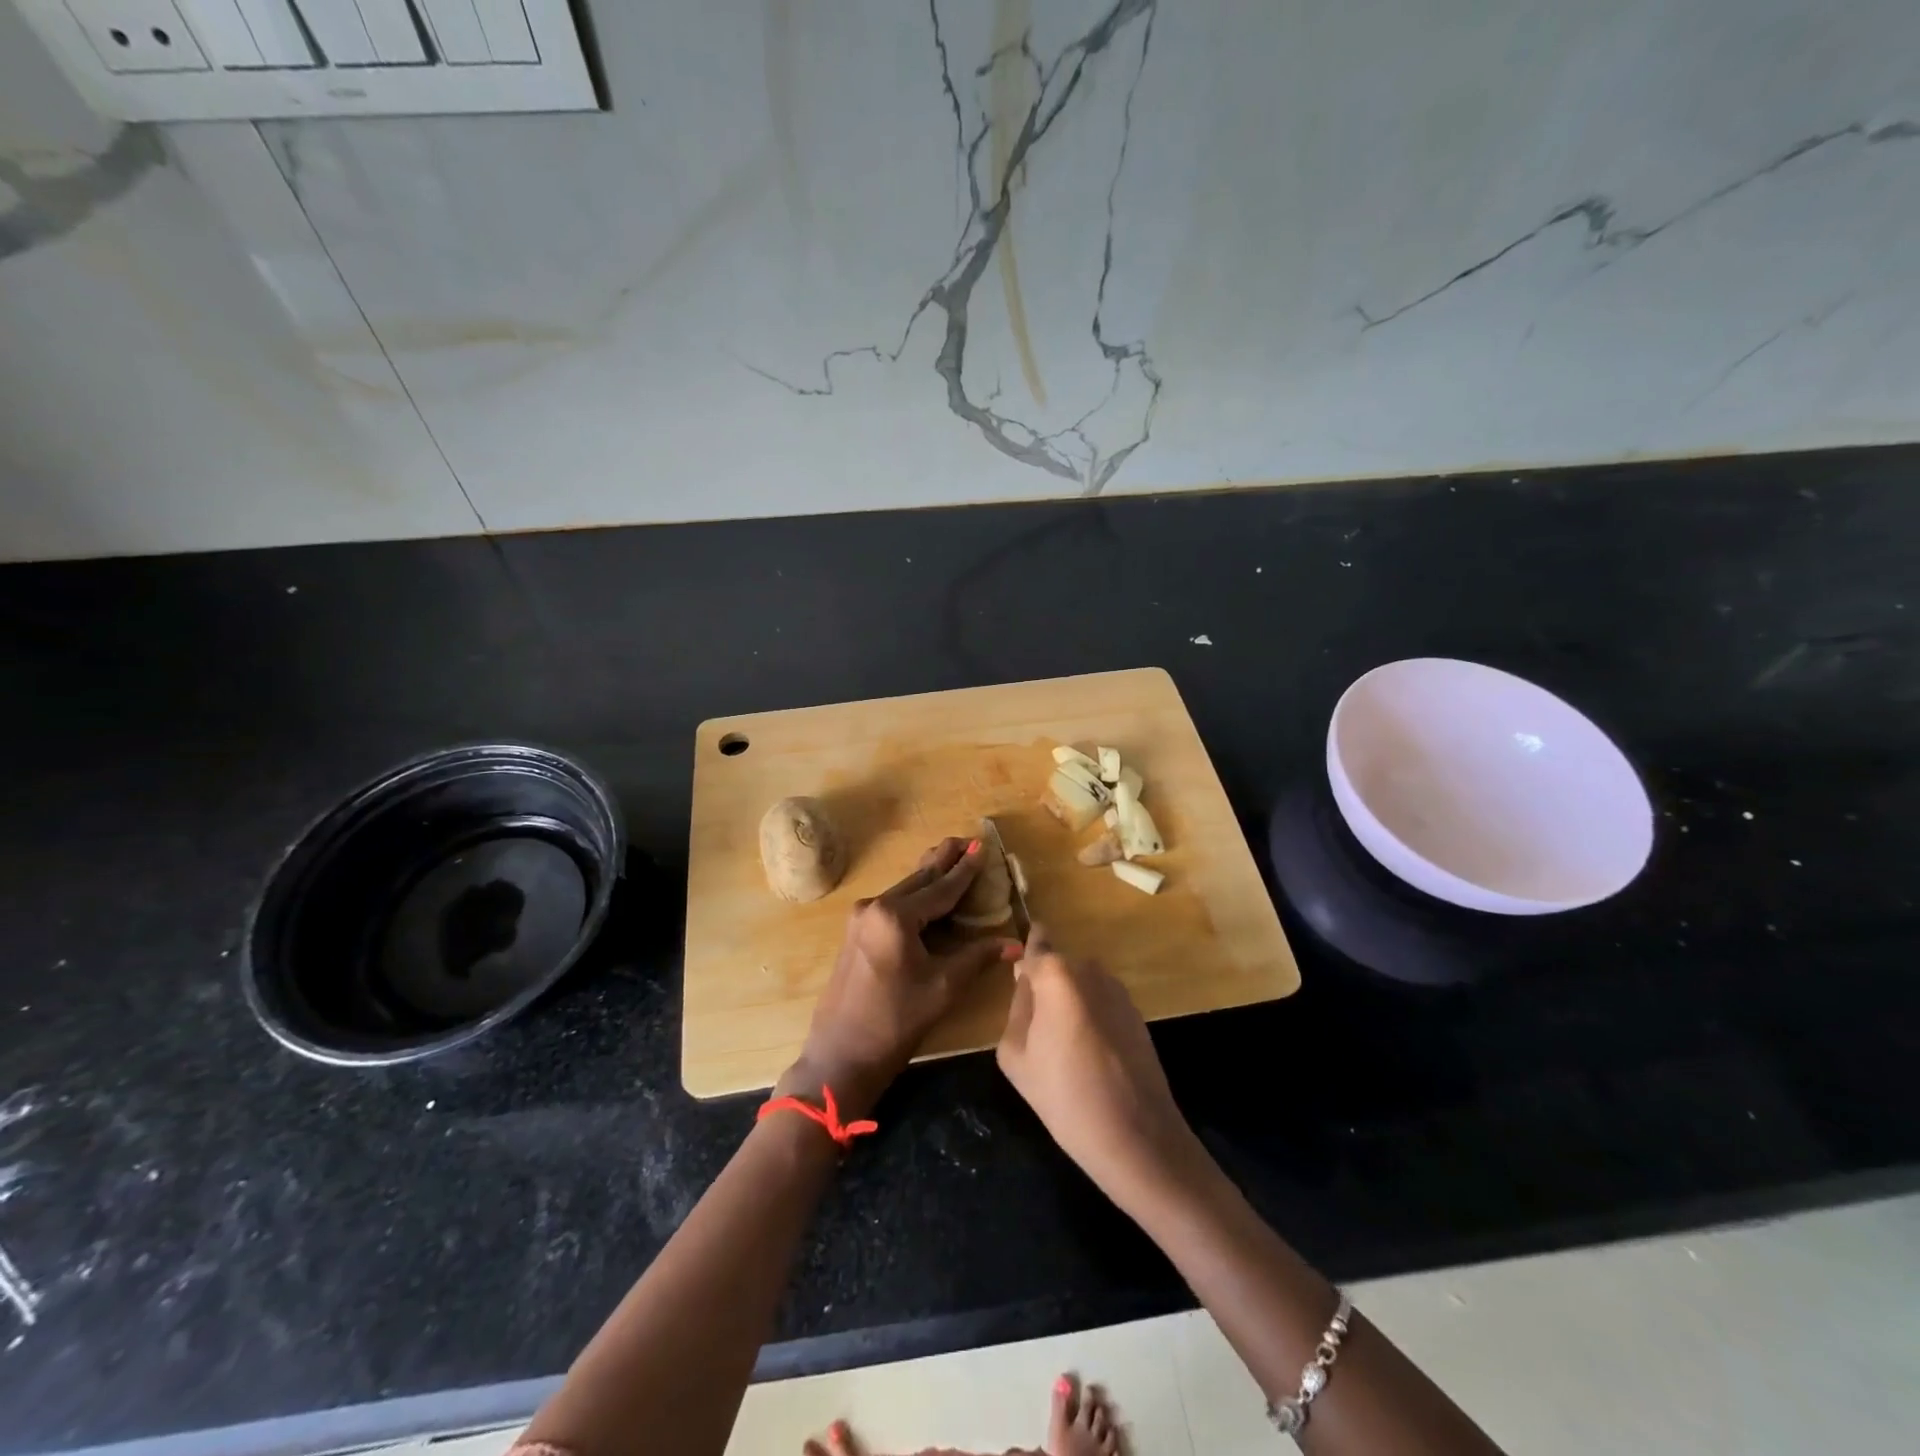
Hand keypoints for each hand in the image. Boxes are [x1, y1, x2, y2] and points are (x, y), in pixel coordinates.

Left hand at [781, 837, 1020, 1116]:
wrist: (841, 1055)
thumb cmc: (895, 1022)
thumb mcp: (942, 987)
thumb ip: (977, 958)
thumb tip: (1014, 944)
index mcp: (896, 915)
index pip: (941, 888)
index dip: (965, 870)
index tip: (980, 846)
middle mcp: (875, 907)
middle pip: (919, 880)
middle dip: (943, 861)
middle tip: (963, 839)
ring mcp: (860, 919)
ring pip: (904, 891)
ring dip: (928, 877)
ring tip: (947, 856)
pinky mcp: (855, 934)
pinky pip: (892, 906)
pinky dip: (913, 896)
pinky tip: (925, 893)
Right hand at [996, 924, 1196, 1207]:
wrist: (1136, 1136)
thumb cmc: (1065, 1096)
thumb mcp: (1015, 1054)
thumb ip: (1017, 1007)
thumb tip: (1027, 986)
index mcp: (1056, 973)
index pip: (1035, 944)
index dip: (1026, 957)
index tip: (1019, 976)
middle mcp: (1090, 969)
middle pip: (1057, 968)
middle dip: (1046, 989)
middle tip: (1037, 1034)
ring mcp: (1118, 989)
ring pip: (1080, 986)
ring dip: (1070, 1005)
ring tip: (1065, 1052)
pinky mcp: (1137, 1012)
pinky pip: (1101, 1004)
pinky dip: (1092, 1020)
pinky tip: (1090, 1060)